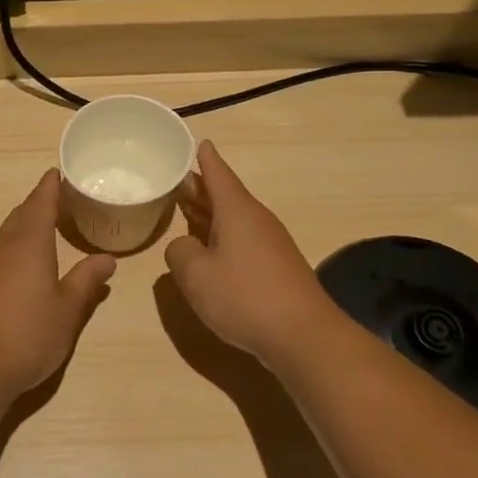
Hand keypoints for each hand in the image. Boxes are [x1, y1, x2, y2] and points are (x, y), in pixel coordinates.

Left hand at [0, 170, 116, 394]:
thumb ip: (86, 281)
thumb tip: (107, 259)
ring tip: (43, 230)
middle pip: (20, 215)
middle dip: (37, 205)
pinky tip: (20, 267)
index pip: (40, 203)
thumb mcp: (68, 310)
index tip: (56, 173)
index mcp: (29, 244)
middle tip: (57, 200)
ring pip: (5, 235)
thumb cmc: (29, 334)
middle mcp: (2, 248)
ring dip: (23, 227)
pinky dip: (11, 249)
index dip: (50, 187)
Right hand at [166, 140, 340, 365]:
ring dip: (208, 214)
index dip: (204, 158)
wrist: (303, 336)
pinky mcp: (275, 268)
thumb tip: (184, 247)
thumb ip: (179, 253)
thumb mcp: (195, 274)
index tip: (198, 141)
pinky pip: (241, 240)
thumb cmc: (244, 297)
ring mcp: (269, 244)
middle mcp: (255, 220)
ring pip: (233, 219)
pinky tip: (208, 251)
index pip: (217, 173)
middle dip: (200, 188)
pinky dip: (220, 237)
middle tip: (174, 180)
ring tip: (184, 211)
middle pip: (224, 195)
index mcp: (237, 210)